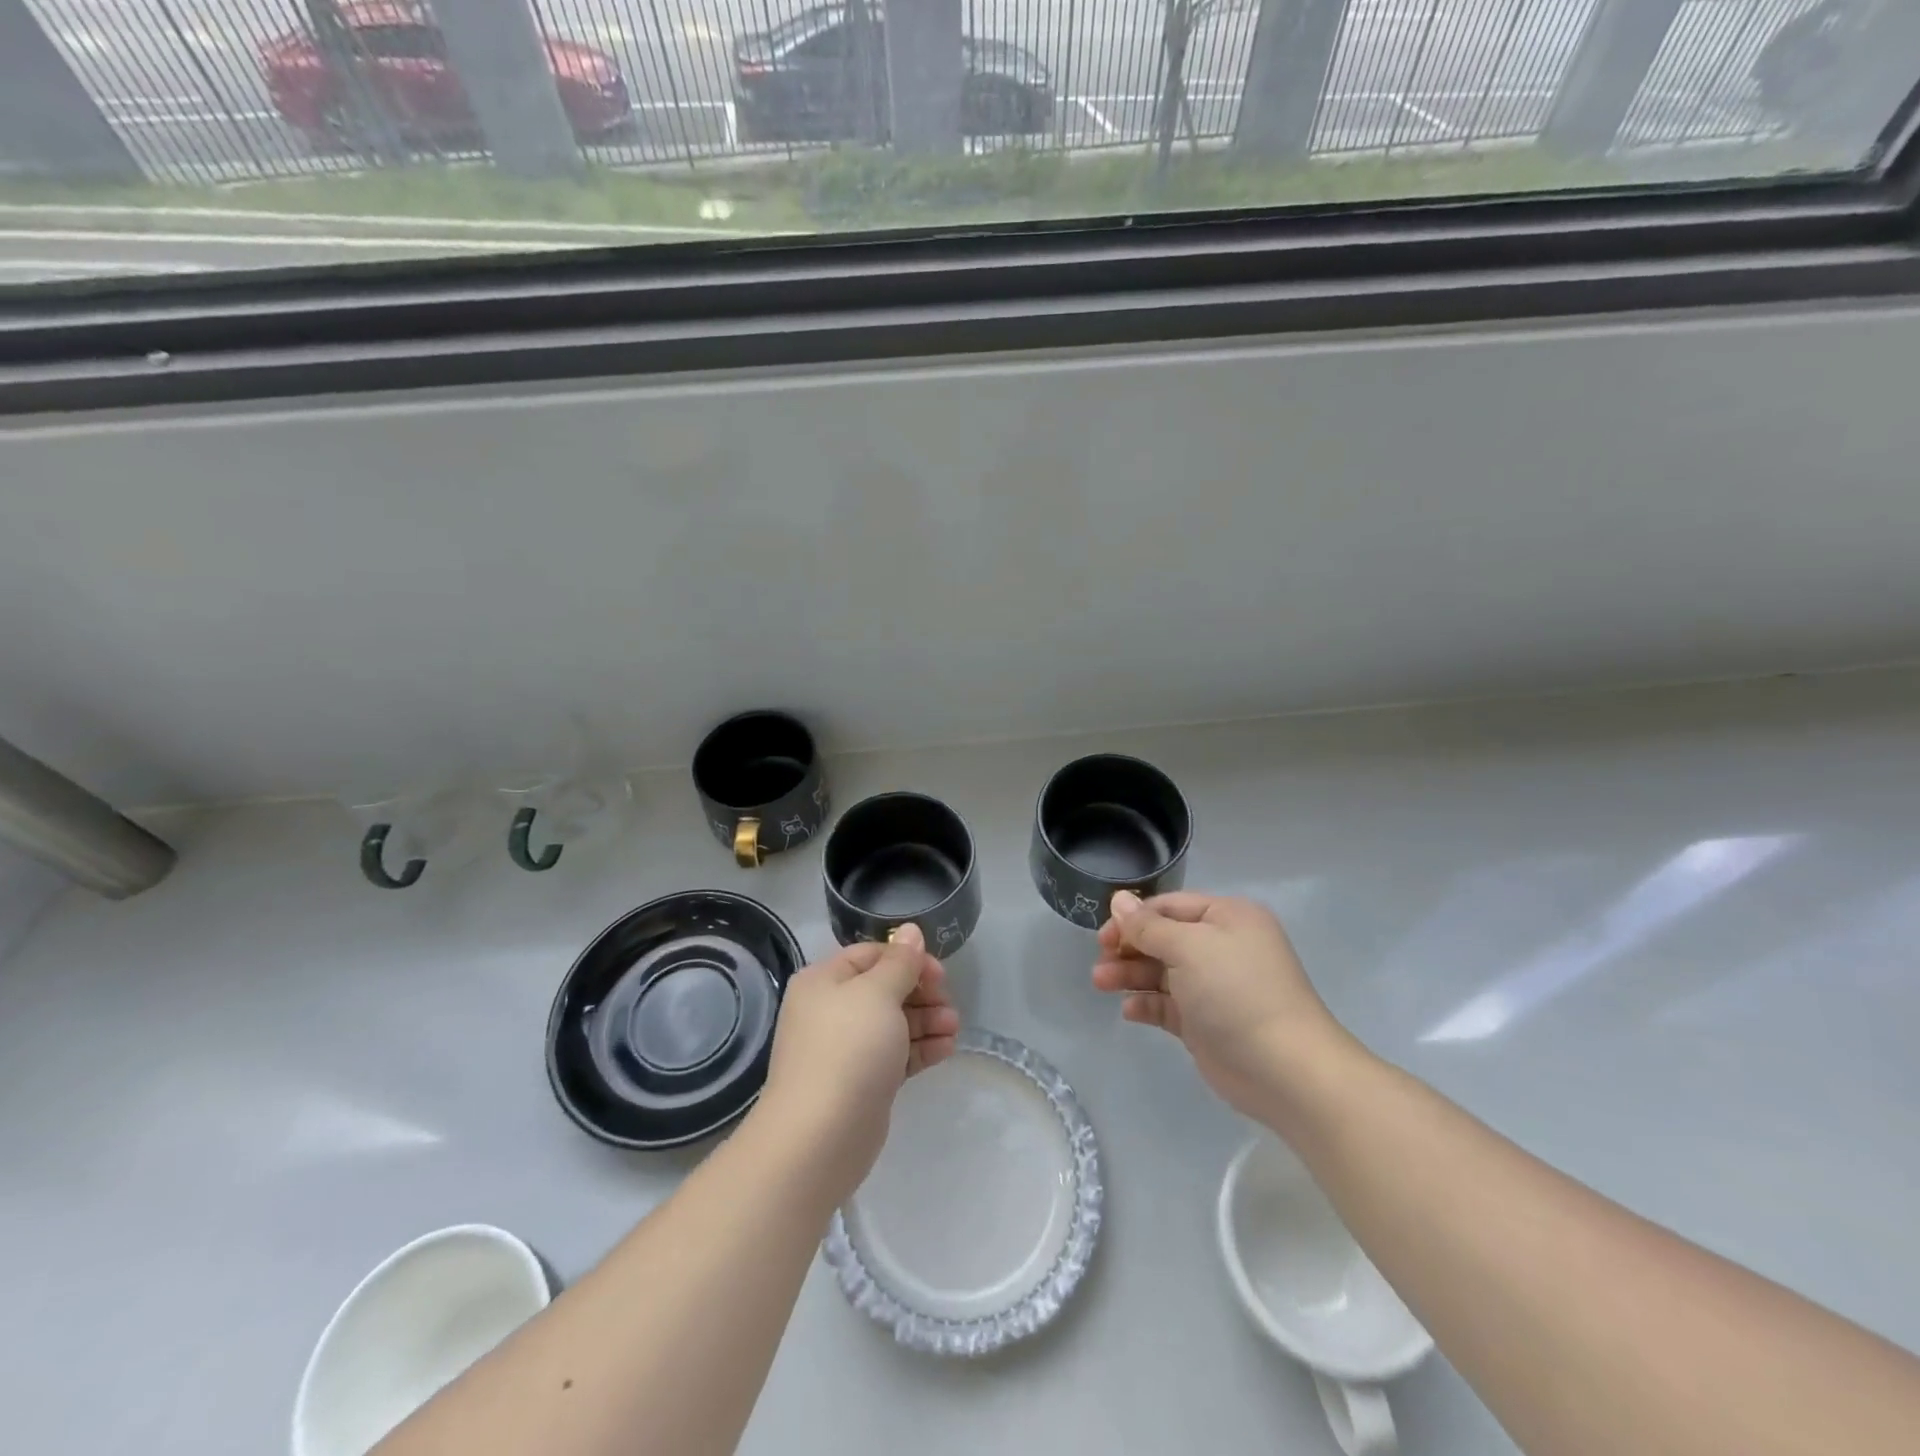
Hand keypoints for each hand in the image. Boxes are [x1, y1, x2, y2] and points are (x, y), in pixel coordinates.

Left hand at [758, 924, 960, 1203]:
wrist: (819, 1138)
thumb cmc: (848, 1050)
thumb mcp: (878, 994)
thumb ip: (900, 962)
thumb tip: (910, 930)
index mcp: (824, 981)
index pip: (871, 955)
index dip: (907, 959)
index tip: (939, 973)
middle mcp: (830, 1010)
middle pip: (884, 989)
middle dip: (921, 993)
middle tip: (949, 1004)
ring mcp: (845, 1049)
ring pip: (892, 1023)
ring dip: (926, 1021)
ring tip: (954, 1028)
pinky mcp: (860, 1082)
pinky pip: (894, 1054)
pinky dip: (919, 1049)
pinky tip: (947, 1049)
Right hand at [1093, 890, 1351, 1122]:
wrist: (1286, 1070)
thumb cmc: (1237, 993)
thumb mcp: (1189, 948)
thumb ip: (1149, 926)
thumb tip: (1118, 899)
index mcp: (1227, 918)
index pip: (1170, 906)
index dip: (1134, 918)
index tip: (1103, 935)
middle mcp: (1222, 947)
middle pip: (1163, 939)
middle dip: (1128, 948)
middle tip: (1100, 963)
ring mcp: (1214, 987)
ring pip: (1161, 972)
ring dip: (1130, 975)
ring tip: (1101, 983)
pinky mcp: (1206, 1023)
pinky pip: (1169, 1005)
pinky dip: (1147, 1004)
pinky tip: (1129, 1011)